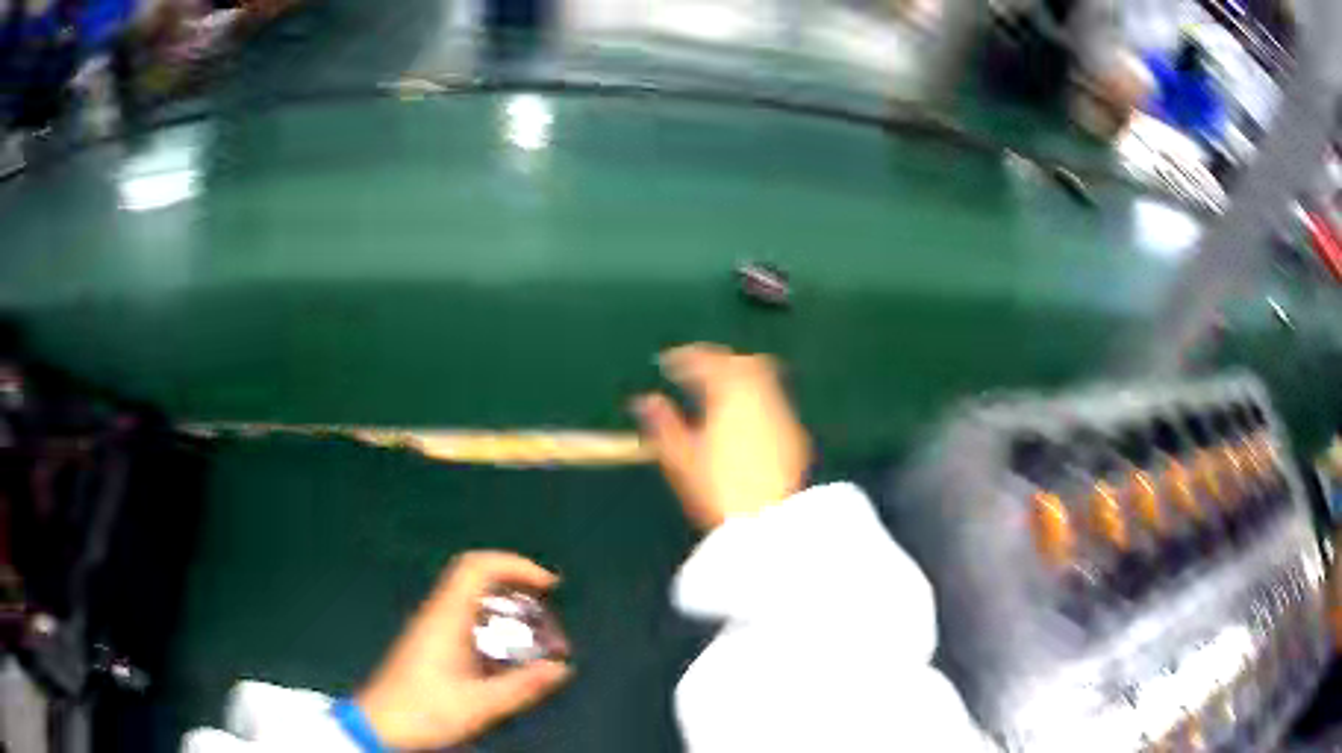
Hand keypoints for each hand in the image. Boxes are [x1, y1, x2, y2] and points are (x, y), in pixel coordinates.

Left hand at [356, 551, 570, 749]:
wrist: (380, 725)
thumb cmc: (425, 711)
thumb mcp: (480, 705)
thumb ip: (522, 687)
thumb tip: (561, 668)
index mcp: (446, 618)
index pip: (477, 567)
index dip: (515, 565)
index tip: (548, 585)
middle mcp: (437, 614)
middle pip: (475, 576)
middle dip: (514, 583)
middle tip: (546, 605)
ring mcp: (430, 627)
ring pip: (470, 596)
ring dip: (504, 603)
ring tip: (534, 629)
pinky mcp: (428, 642)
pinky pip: (465, 615)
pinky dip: (491, 621)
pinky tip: (506, 651)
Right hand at [634, 343, 811, 530]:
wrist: (767, 521)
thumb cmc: (717, 492)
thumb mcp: (681, 460)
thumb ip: (663, 425)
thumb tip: (644, 400)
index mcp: (730, 397)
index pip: (708, 361)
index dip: (686, 357)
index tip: (666, 363)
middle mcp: (761, 398)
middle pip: (744, 362)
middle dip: (719, 361)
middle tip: (696, 373)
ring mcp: (782, 416)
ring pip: (765, 380)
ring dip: (741, 379)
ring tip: (717, 398)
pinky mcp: (795, 436)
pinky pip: (774, 403)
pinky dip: (756, 400)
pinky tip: (743, 422)